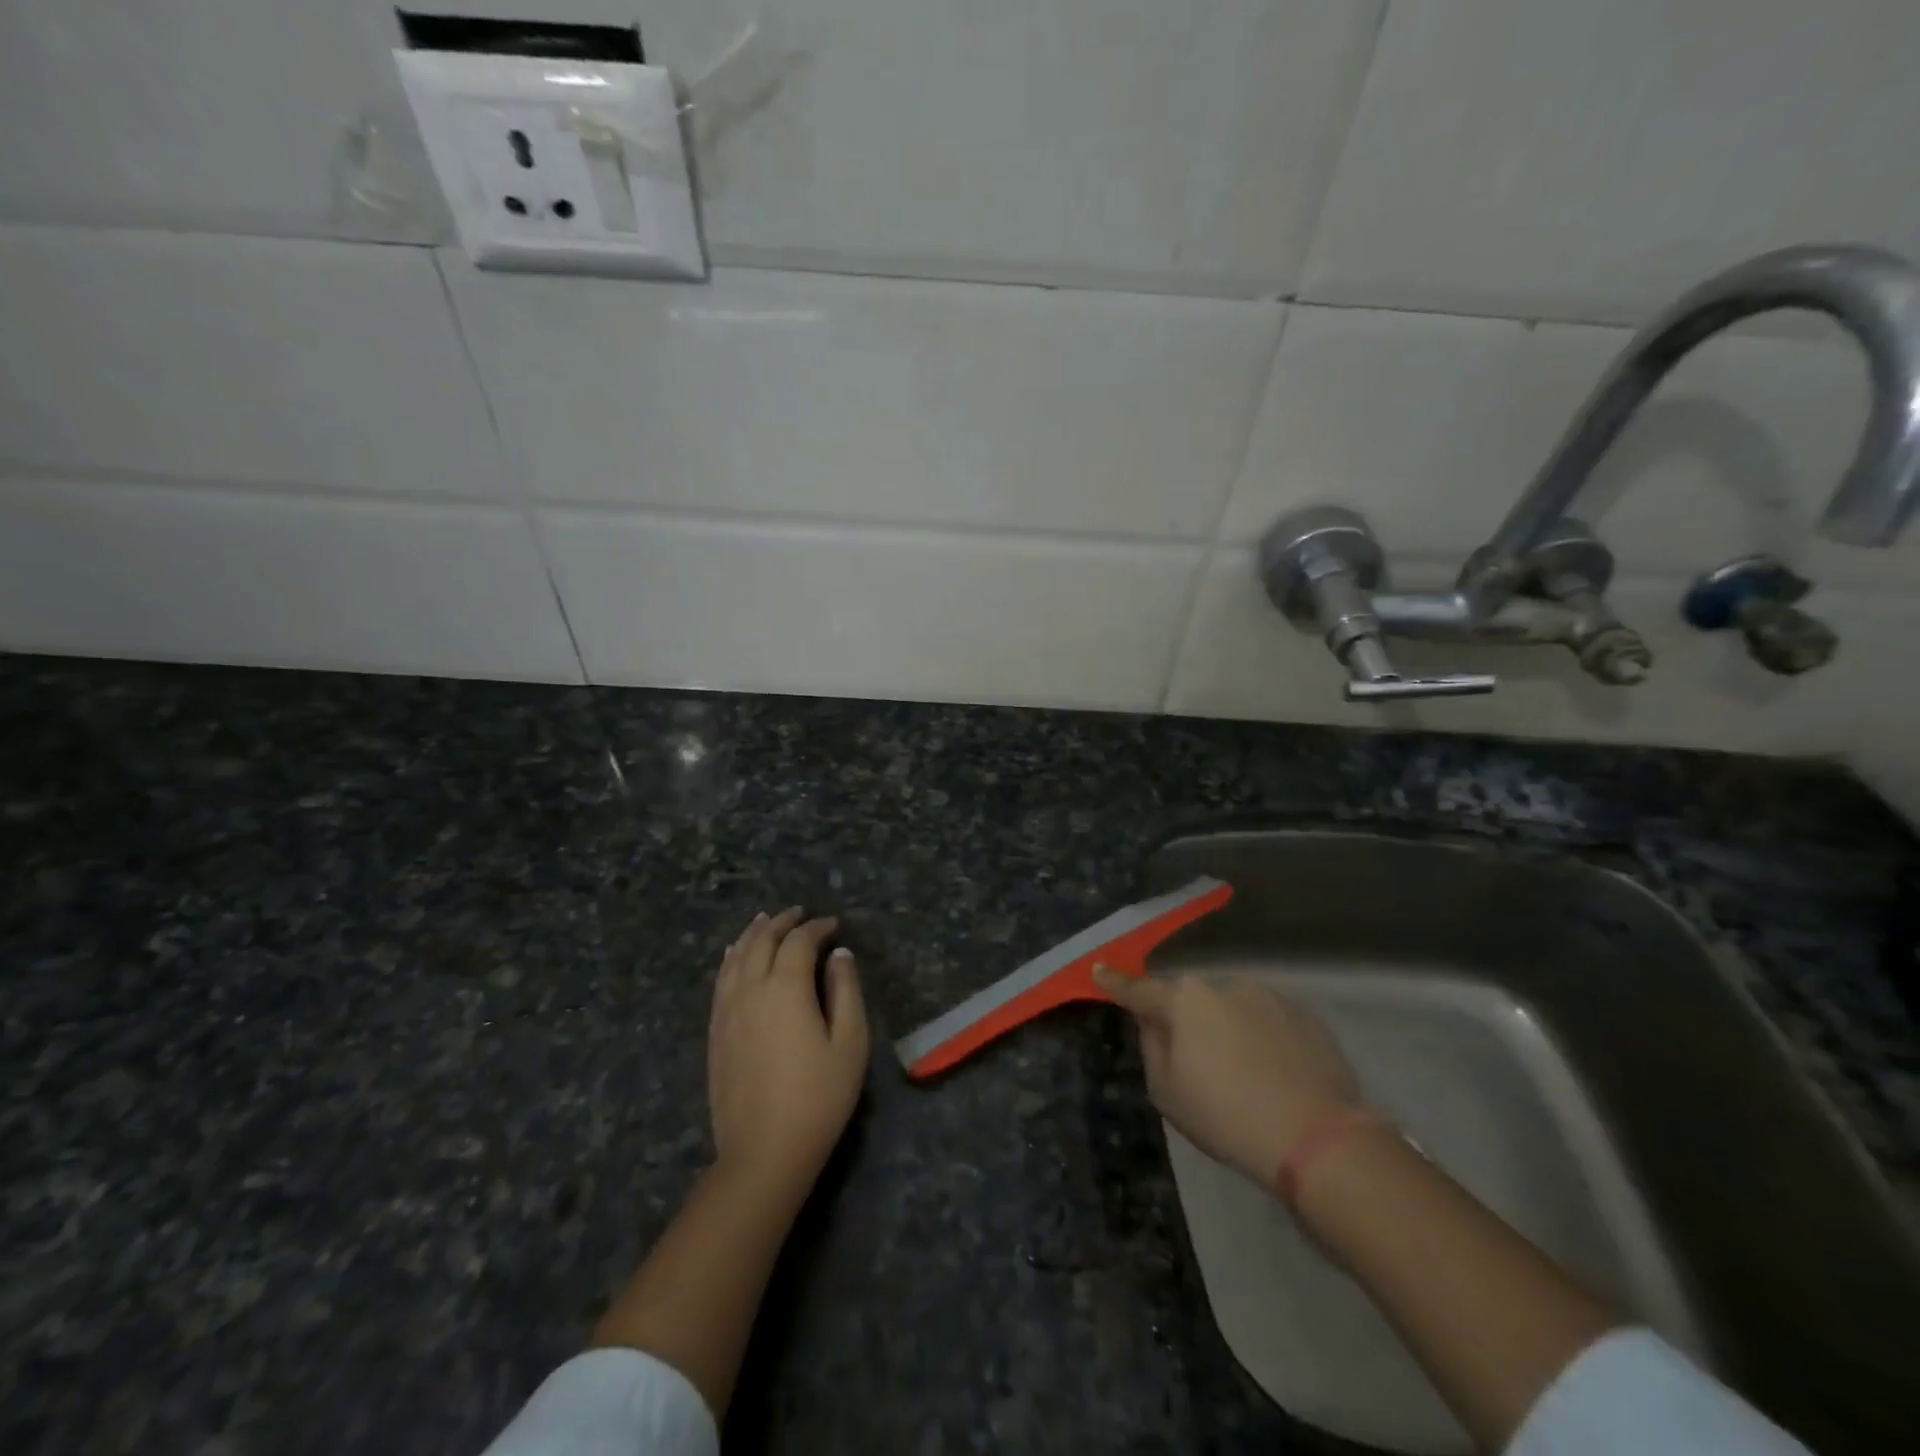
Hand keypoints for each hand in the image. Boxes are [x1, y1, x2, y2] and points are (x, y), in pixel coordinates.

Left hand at [709, 908, 869, 1198]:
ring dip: (753, 933)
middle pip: (762, 941)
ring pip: (736, 956)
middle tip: (799, 913)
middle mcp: (751, 989)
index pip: (799, 941)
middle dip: (782, 922)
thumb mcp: (850, 1042)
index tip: (833, 924)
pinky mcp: (715, 1031)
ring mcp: (727, 1010)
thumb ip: (845, 991)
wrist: (764, 1152)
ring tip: (765, 920)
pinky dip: (731, 958)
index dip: (817, 927)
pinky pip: (720, 980)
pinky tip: (735, 954)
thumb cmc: (818, 1097)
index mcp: (786, 988)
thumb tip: (839, 954)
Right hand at [1094, 969, 1360, 1188]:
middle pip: (1192, 1001)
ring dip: (1227, 1029)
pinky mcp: (1304, 1015)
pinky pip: (1268, 1022)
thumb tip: (1155, 1022)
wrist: (1317, 1138)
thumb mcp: (1167, 1092)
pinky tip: (1274, 1076)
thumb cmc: (1226, 1115)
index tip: (1100, 969)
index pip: (1140, 990)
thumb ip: (1153, 1046)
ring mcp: (1268, 996)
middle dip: (1187, 1021)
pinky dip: (1262, 1040)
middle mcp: (1224, 985)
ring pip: (1232, 1009)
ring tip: (1244, 1076)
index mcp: (1185, 1000)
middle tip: (1196, 1064)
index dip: (1116, 983)